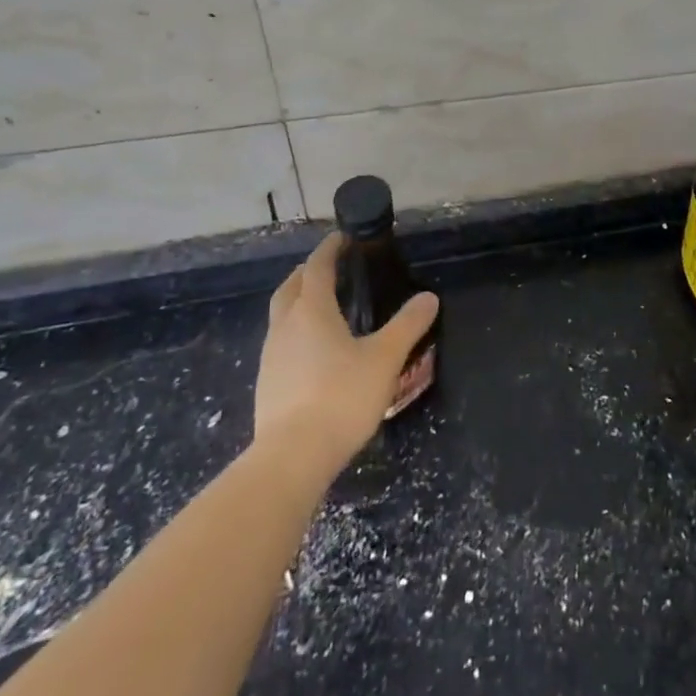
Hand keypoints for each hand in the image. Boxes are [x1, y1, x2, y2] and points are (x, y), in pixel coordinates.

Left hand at [254, 232, 439, 468]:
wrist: (292, 458)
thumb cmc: (341, 397)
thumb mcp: (384, 359)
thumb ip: (407, 326)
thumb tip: (428, 297)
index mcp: (311, 310)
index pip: (318, 267)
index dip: (330, 249)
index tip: (342, 237)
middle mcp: (285, 326)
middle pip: (291, 287)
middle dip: (308, 272)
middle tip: (330, 268)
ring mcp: (271, 356)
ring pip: (281, 316)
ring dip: (298, 303)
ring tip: (323, 309)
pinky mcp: (267, 384)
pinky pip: (280, 344)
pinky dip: (295, 333)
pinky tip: (313, 353)